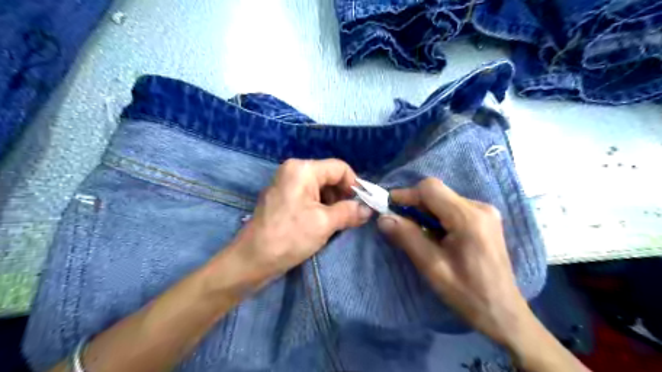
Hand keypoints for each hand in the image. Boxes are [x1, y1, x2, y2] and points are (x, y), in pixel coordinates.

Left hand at [231, 158, 371, 283]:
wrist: (252, 260)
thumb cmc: (289, 237)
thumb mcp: (324, 223)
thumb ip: (350, 212)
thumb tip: (368, 209)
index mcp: (302, 169)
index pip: (339, 168)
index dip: (354, 185)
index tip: (362, 205)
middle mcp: (293, 170)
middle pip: (329, 176)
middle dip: (343, 196)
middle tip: (351, 217)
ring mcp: (286, 183)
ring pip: (320, 188)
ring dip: (332, 204)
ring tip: (336, 223)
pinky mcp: (283, 197)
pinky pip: (309, 196)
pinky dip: (320, 207)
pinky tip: (323, 223)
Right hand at [374, 177, 531, 344]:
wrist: (503, 312)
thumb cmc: (467, 293)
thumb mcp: (432, 267)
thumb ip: (407, 238)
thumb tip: (383, 218)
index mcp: (468, 218)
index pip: (430, 189)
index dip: (406, 194)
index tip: (388, 207)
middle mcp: (480, 207)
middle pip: (437, 192)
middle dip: (415, 204)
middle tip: (399, 224)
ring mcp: (485, 212)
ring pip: (444, 199)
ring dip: (425, 212)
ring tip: (417, 233)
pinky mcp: (486, 219)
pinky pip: (453, 207)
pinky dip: (438, 216)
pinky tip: (435, 235)